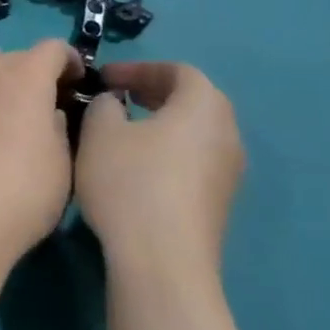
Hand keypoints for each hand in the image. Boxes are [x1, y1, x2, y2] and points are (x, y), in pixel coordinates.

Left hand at [0, 40, 80, 271]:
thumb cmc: (20, 196)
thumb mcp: (63, 166)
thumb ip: (59, 128)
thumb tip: (49, 114)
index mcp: (26, 78)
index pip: (53, 49)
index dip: (70, 61)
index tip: (76, 84)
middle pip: (13, 56)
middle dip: (32, 71)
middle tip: (40, 101)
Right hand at [75, 62, 245, 271]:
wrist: (163, 260)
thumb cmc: (130, 183)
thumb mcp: (100, 133)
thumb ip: (104, 105)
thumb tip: (114, 103)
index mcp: (204, 104)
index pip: (177, 70)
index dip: (138, 68)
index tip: (105, 78)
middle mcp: (227, 131)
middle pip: (192, 100)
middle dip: (152, 94)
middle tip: (116, 99)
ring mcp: (229, 171)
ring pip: (194, 133)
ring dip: (161, 125)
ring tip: (123, 134)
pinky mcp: (219, 202)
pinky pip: (194, 161)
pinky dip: (168, 152)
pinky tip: (137, 170)